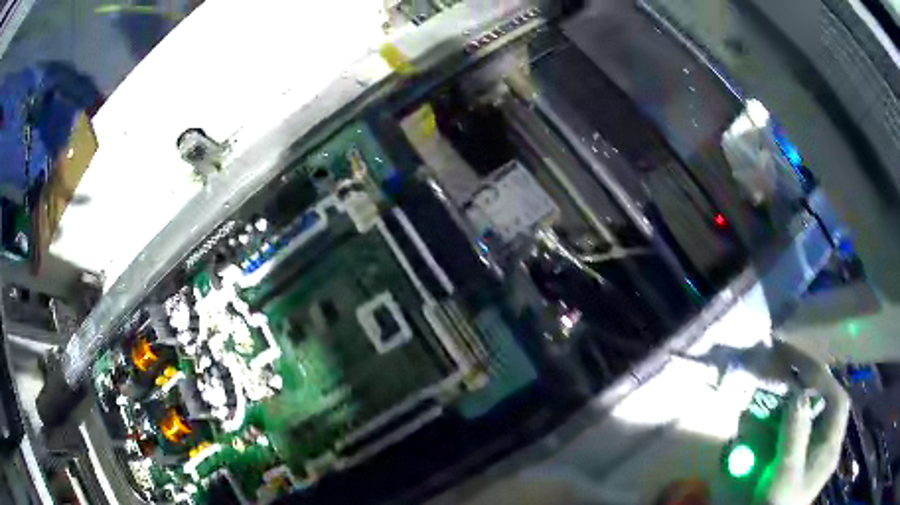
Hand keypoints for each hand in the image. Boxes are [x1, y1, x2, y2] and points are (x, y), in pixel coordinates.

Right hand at [746, 340, 851, 504]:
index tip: (803, 364)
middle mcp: (828, 447)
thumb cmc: (780, 503)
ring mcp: (817, 456)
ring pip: (817, 419)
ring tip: (783, 395)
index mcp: (830, 447)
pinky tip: (779, 424)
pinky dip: (794, 422)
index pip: (837, 401)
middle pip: (828, 407)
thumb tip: (799, 395)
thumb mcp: (785, 473)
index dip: (824, 379)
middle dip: (813, 388)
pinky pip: (805, 433)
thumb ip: (795, 435)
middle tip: (792, 374)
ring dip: (802, 404)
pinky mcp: (804, 464)